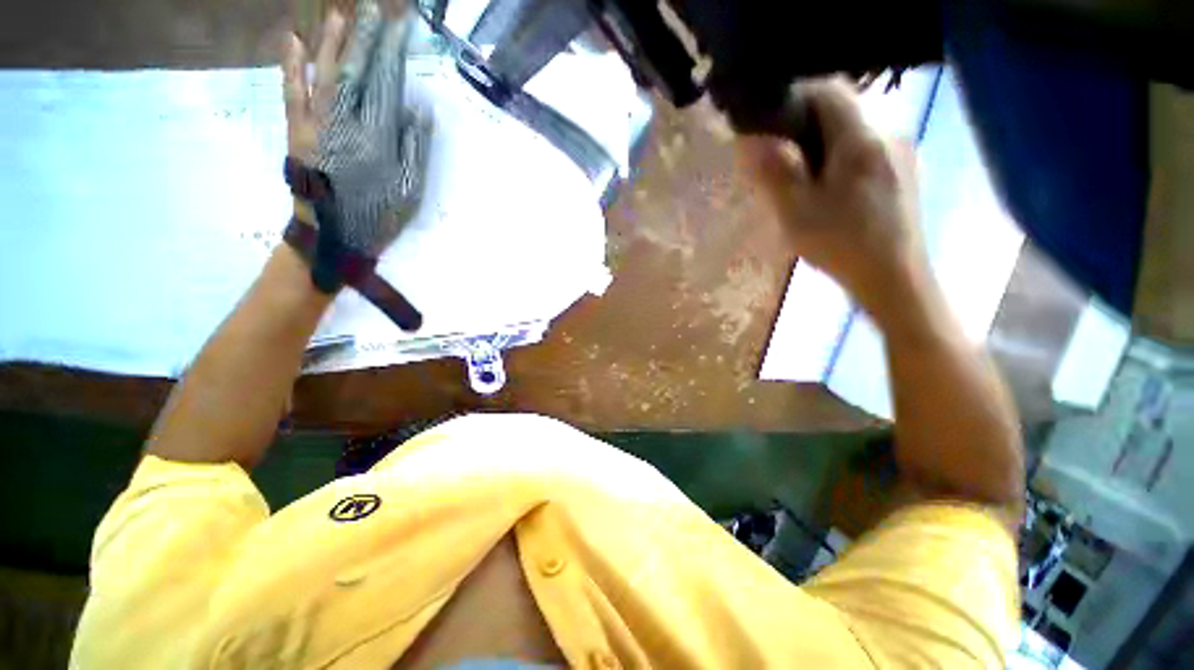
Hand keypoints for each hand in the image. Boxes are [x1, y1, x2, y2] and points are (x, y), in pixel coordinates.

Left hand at [282, 0, 429, 255]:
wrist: (335, 236)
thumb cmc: (378, 216)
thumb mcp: (410, 190)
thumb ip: (415, 150)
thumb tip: (418, 110)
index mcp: (378, 138)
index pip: (386, 85)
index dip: (392, 54)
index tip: (399, 27)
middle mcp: (346, 123)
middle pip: (355, 71)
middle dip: (363, 38)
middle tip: (371, 9)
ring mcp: (318, 124)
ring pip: (323, 74)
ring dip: (329, 42)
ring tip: (337, 14)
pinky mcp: (298, 131)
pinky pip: (293, 93)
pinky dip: (291, 67)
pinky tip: (291, 41)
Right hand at [737, 78, 924, 310]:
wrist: (894, 278)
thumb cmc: (841, 244)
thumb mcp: (796, 211)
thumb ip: (774, 171)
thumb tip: (750, 138)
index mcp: (861, 138)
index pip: (827, 89)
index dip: (793, 98)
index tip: (768, 124)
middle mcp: (888, 132)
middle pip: (841, 108)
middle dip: (805, 126)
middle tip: (780, 161)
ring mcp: (901, 152)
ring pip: (853, 130)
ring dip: (823, 144)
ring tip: (802, 180)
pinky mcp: (904, 171)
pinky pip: (866, 149)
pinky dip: (842, 158)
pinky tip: (831, 191)